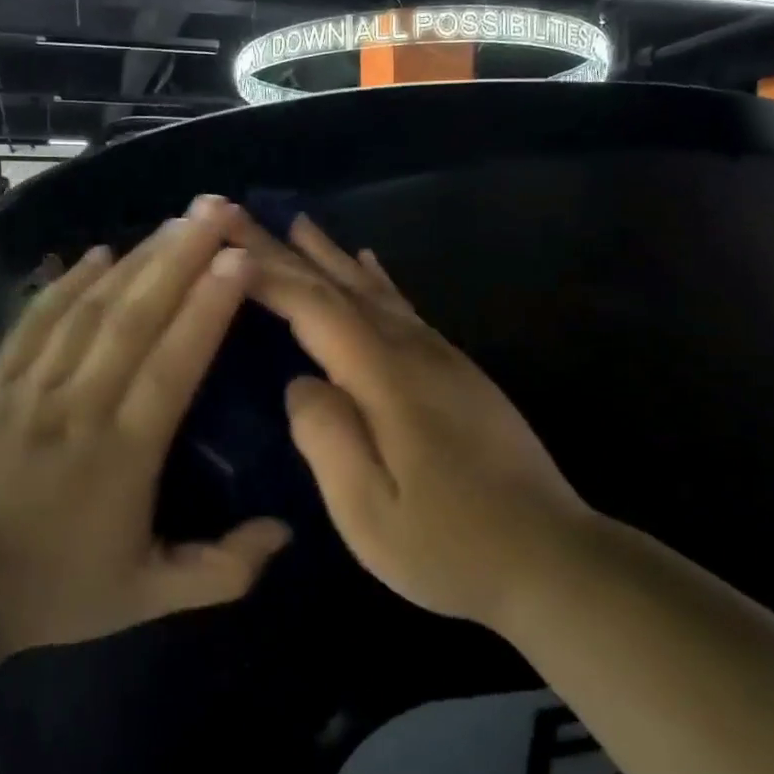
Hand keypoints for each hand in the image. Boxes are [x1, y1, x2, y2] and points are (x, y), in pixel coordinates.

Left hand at [0, 199, 290, 656]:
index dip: (208, 306)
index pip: (174, 363)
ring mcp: (33, 387)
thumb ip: (223, 571)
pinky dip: (69, 281)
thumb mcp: (149, 597)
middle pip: (136, 316)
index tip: (241, 258)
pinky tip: (101, 252)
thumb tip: (286, 532)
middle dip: (181, 256)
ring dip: (137, 258)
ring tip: (176, 220)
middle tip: (217, 210)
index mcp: (123, 453)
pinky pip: (37, 319)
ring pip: (91, 307)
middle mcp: (80, 405)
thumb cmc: (57, 590)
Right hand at [229, 210, 588, 630]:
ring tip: (298, 223)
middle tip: (243, 216)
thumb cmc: (450, 546)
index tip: (222, 245)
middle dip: (288, 251)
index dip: (267, 274)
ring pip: (374, 290)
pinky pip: (405, 308)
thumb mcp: (369, 511)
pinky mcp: (457, 371)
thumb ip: (326, 437)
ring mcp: (441, 357)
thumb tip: (300, 381)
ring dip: (331, 256)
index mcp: (386, 378)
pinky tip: (368, 262)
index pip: (315, 308)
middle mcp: (413, 351)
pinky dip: (378, 280)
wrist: (552, 558)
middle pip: (340, 287)